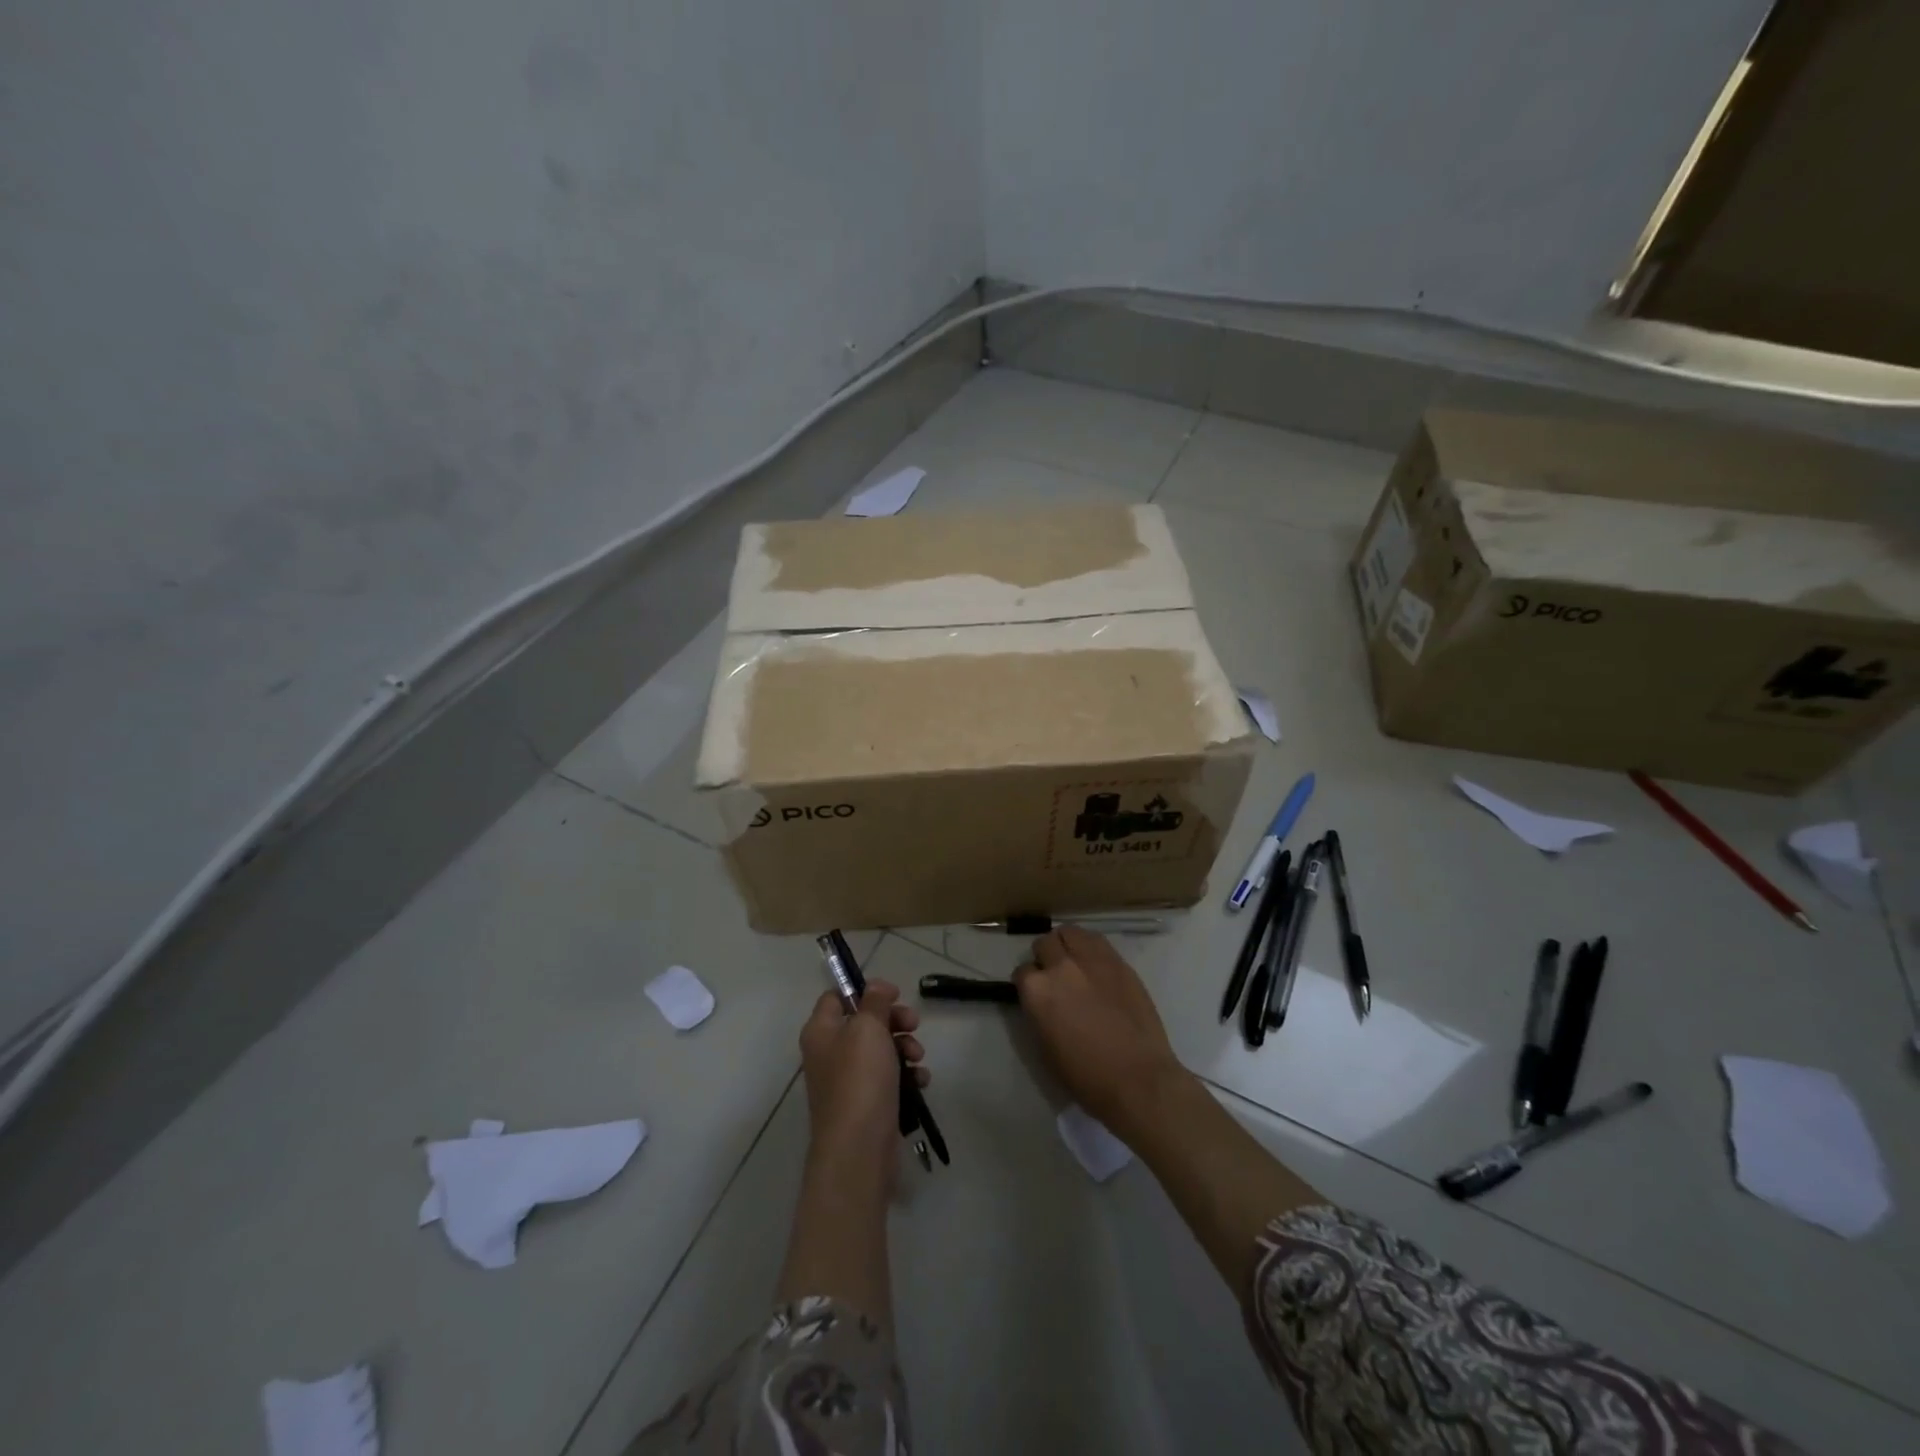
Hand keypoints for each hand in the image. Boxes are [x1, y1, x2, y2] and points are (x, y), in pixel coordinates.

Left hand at [798, 980, 927, 1184]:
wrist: (858, 1150)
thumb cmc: (859, 1080)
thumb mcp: (868, 1028)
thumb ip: (874, 1001)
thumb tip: (876, 986)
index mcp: (821, 1031)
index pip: (836, 997)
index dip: (864, 990)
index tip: (893, 994)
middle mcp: (830, 1054)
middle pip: (864, 1022)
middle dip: (894, 1020)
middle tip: (914, 1023)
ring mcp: (847, 1082)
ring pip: (880, 1050)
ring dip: (904, 1047)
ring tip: (918, 1056)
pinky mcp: (867, 1105)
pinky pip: (889, 1079)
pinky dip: (906, 1075)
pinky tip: (920, 1081)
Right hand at [1014, 926, 1189, 1141]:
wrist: (1138, 1079)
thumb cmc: (1087, 1076)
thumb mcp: (1046, 1049)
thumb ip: (1039, 1014)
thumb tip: (1043, 1002)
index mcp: (1037, 991)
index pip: (1022, 972)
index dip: (1028, 984)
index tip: (1036, 995)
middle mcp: (1061, 966)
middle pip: (1045, 944)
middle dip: (1045, 957)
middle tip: (1054, 976)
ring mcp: (1092, 960)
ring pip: (1070, 932)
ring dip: (1067, 944)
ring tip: (1074, 962)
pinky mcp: (1119, 962)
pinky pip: (1097, 941)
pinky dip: (1091, 948)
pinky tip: (1096, 966)